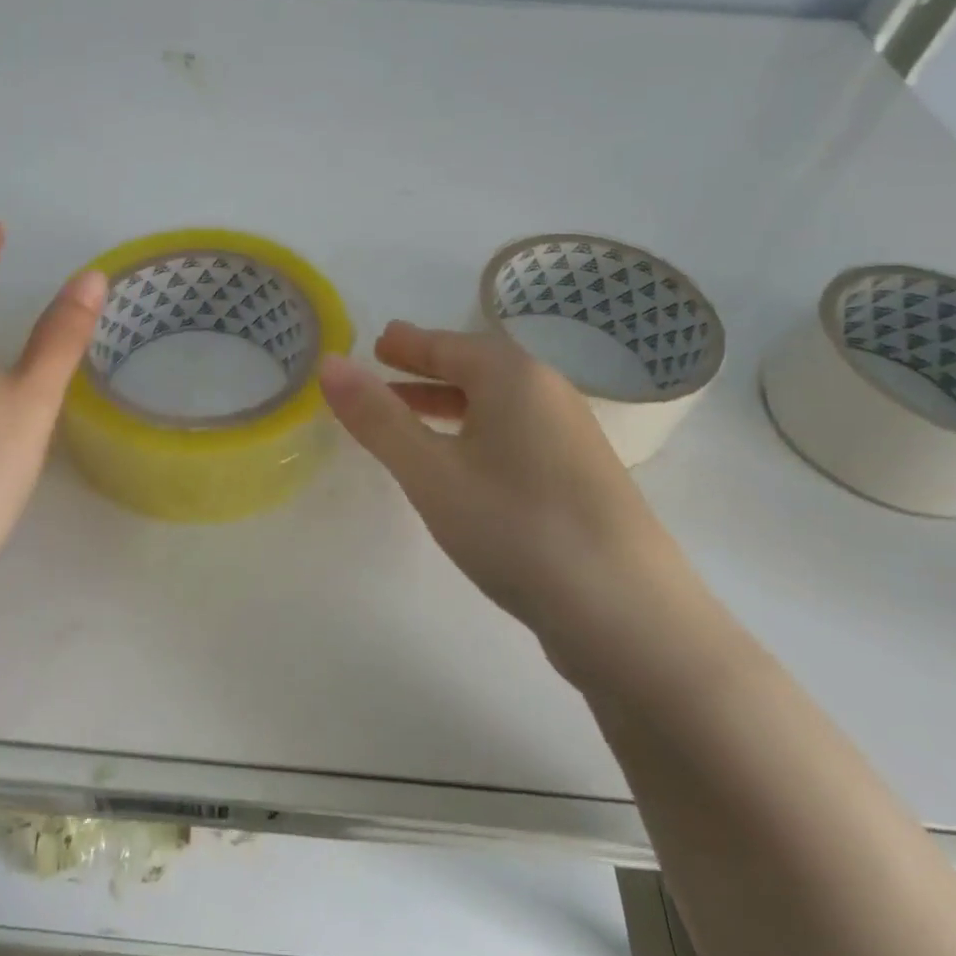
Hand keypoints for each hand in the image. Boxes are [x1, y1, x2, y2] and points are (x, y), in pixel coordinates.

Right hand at [318, 321, 708, 687]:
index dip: (408, 343)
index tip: (378, 341)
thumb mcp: (430, 472)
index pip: (449, 344)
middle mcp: (549, 394)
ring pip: (498, 404)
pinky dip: (477, 432)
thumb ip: (378, 418)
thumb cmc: (515, 526)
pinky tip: (464, 464)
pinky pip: (515, 434)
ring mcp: (572, 437)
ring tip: (411, 418)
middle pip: (478, 368)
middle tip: (387, 368)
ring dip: (450, 403)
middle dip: (427, 369)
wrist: (626, 614)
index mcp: (513, 377)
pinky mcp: (581, 479)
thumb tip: (329, 365)